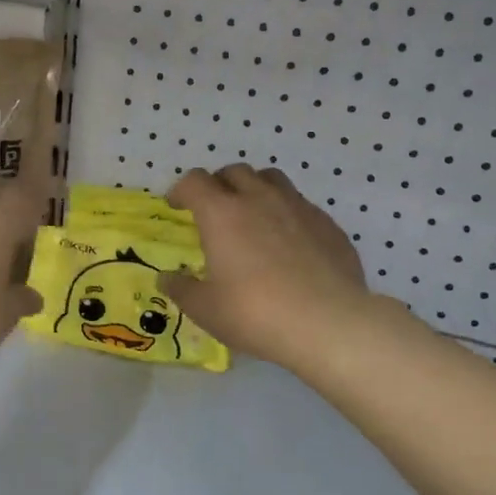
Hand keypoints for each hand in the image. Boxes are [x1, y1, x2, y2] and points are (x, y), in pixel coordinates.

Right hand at [162, 165, 369, 368]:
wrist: (328, 322)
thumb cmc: (255, 313)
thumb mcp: (206, 309)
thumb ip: (182, 289)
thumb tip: (167, 277)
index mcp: (222, 213)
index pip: (194, 181)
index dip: (181, 190)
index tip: (177, 206)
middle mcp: (259, 199)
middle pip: (234, 172)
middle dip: (219, 185)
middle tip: (214, 210)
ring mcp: (298, 207)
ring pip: (271, 179)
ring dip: (255, 189)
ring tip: (252, 216)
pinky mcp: (328, 224)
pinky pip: (301, 205)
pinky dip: (286, 214)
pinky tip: (289, 243)